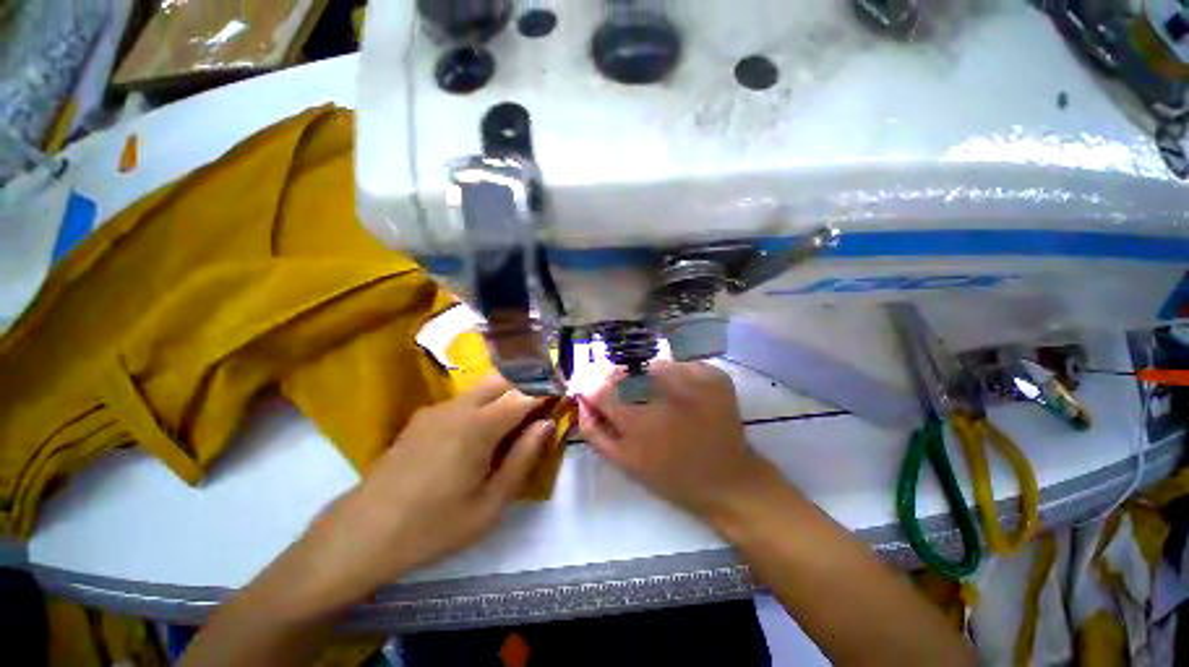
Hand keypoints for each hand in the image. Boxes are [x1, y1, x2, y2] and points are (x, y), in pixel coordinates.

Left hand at [292, 375, 553, 609]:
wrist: (360, 535)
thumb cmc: (432, 527)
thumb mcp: (489, 505)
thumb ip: (522, 459)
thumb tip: (547, 424)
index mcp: (478, 426)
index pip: (524, 395)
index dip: (546, 394)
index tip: (561, 400)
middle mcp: (458, 407)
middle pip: (503, 379)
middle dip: (527, 387)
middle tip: (540, 410)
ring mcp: (437, 409)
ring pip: (483, 387)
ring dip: (505, 394)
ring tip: (515, 423)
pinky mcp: (422, 418)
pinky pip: (463, 400)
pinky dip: (483, 404)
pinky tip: (479, 435)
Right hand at [579, 361, 771, 517]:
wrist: (727, 480)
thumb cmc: (671, 476)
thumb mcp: (625, 463)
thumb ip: (595, 432)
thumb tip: (581, 400)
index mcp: (637, 424)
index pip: (602, 390)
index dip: (595, 385)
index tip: (597, 386)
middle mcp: (663, 397)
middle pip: (629, 370)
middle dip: (624, 376)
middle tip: (633, 388)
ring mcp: (694, 383)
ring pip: (659, 364)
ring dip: (654, 375)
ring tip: (664, 395)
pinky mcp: (716, 377)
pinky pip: (686, 365)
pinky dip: (681, 374)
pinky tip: (687, 394)